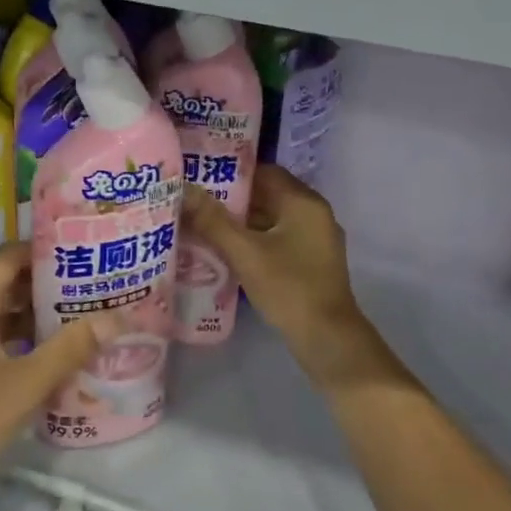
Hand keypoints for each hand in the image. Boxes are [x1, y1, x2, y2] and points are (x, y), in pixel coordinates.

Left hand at [0, 243, 110, 507]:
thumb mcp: (26, 383)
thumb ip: (71, 348)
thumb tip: (117, 318)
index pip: (10, 256)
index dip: (46, 249)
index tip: (85, 248)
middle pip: (8, 281)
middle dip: (50, 280)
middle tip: (96, 280)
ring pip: (4, 311)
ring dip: (40, 310)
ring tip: (86, 309)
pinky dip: (26, 336)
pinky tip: (59, 349)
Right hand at [182, 166, 375, 384]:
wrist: (328, 339)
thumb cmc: (288, 288)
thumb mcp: (245, 253)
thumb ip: (212, 220)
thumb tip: (183, 188)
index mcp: (304, 202)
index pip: (264, 172)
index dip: (231, 173)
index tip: (201, 178)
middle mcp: (314, 213)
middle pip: (268, 195)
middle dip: (233, 199)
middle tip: (196, 202)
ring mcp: (316, 238)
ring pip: (273, 218)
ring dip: (243, 221)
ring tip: (204, 224)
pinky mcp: (313, 260)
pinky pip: (279, 238)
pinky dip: (256, 239)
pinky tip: (229, 250)